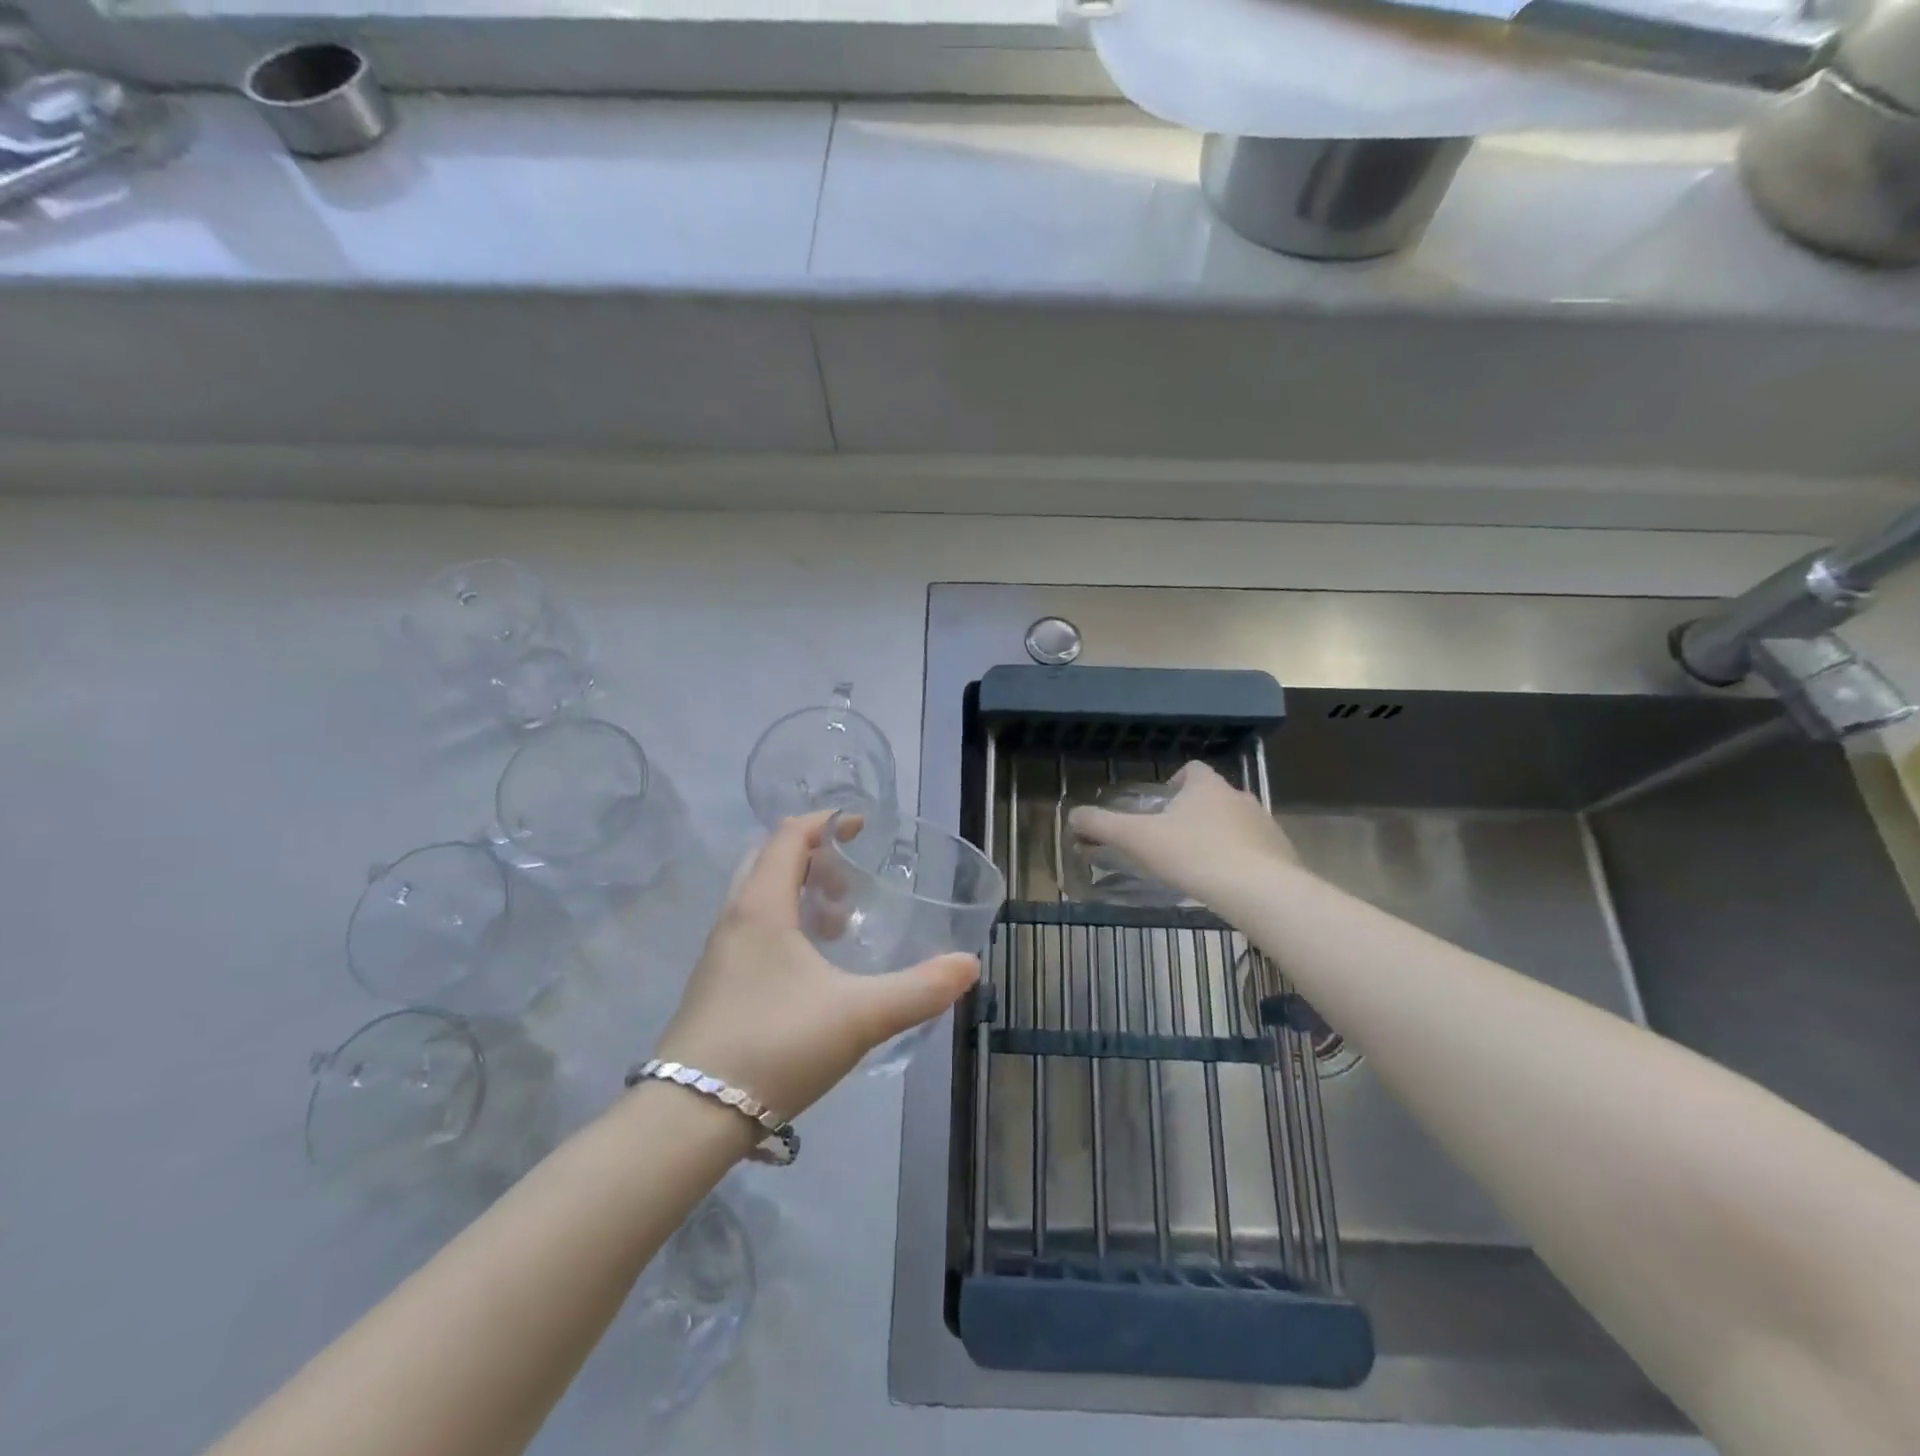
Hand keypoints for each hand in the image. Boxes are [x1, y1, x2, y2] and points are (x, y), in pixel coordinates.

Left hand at [652, 813, 980, 1118]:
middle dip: (812, 856)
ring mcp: (718, 955)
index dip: (827, 822)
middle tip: (851, 877)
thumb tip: (968, 965)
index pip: (789, 836)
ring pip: (757, 898)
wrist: (691, 1117)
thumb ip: (919, 990)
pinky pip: (751, 931)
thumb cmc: (776, 1046)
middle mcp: (734, 920)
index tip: (863, 827)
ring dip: (797, 892)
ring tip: (839, 922)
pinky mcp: (714, 987)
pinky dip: (784, 925)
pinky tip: (813, 968)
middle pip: (768, 860)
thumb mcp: (859, 1016)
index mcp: (761, 907)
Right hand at [1067, 761, 1296, 906]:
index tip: (1162, 805)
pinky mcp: (1282, 854)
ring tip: (1199, 867)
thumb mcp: (1138, 839)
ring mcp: (1266, 826)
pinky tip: (1227, 886)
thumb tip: (1071, 816)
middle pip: (1214, 797)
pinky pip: (1256, 851)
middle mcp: (1240, 797)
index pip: (1192, 770)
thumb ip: (1103, 826)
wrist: (1261, 891)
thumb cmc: (1194, 855)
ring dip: (1219, 837)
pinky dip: (1241, 861)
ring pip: (1236, 824)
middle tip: (1173, 841)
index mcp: (1207, 787)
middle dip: (1194, 814)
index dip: (1176, 782)